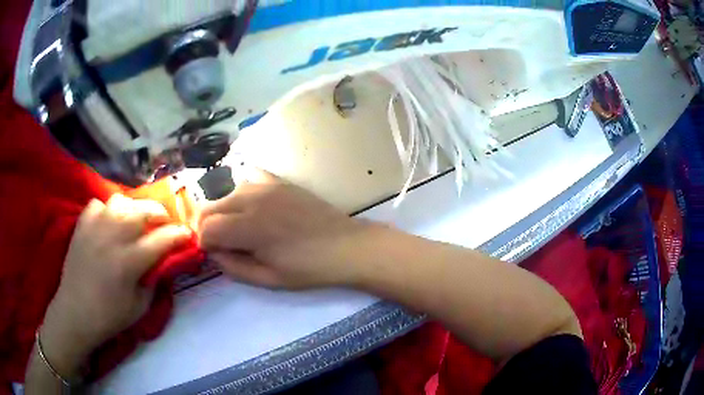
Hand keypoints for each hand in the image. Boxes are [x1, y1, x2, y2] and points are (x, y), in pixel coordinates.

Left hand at [40, 194, 191, 376]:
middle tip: (164, 223)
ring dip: (133, 208)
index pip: (162, 239)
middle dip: (160, 213)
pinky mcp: (82, 224)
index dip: (179, 235)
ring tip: (134, 221)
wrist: (76, 312)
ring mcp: (95, 227)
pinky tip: (108, 223)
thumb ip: (154, 280)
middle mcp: (113, 237)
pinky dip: (107, 210)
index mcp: (129, 261)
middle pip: (143, 210)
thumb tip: (163, 261)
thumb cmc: (110, 316)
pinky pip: (98, 204)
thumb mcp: (141, 306)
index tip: (188, 235)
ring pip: (121, 200)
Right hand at [199, 168, 370, 288]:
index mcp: (249, 226)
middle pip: (210, 207)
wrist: (346, 246)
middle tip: (221, 245)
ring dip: (223, 211)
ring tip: (238, 229)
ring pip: (226, 193)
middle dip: (208, 227)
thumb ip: (233, 266)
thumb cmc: (309, 268)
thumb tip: (213, 252)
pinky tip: (252, 206)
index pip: (207, 227)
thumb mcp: (268, 279)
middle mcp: (252, 199)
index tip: (213, 254)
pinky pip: (248, 178)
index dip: (204, 243)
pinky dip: (241, 191)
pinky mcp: (279, 180)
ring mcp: (266, 185)